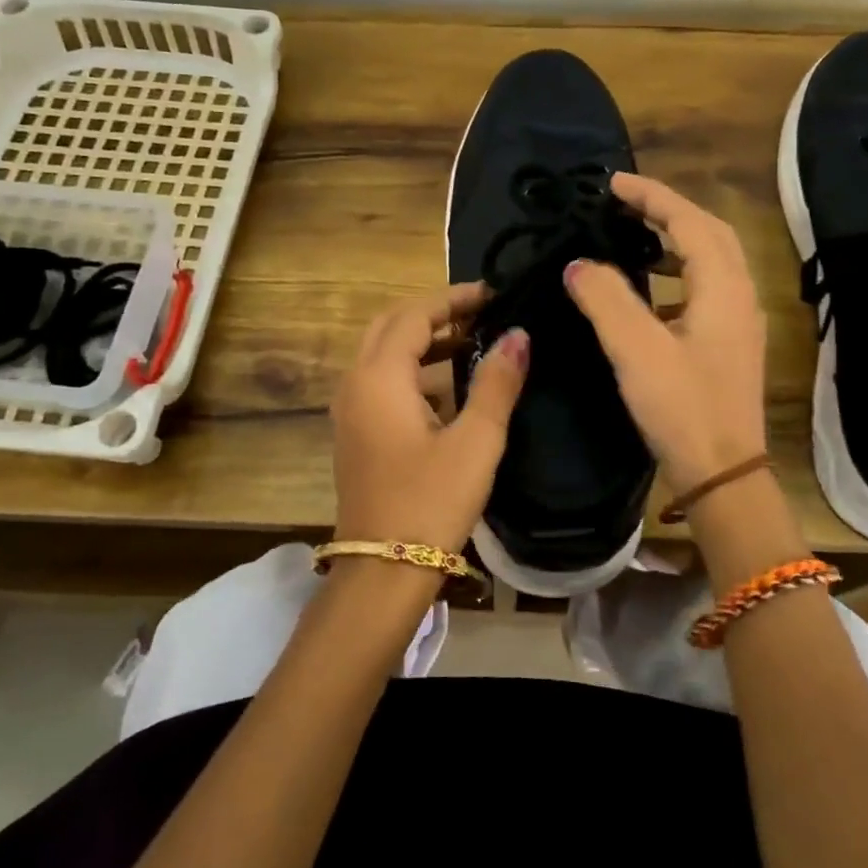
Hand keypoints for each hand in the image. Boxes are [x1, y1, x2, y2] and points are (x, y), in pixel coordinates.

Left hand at [330, 283, 529, 554]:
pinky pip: (381, 381)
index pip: (414, 315)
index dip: (454, 299)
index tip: (494, 295)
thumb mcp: (476, 440)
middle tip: (481, 313)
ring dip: (423, 341)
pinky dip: (412, 369)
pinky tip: (448, 386)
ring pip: (383, 354)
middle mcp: (355, 384)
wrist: (383, 572)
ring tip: (472, 342)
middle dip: (435, 313)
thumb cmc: (432, 502)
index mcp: (379, 377)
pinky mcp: (355, 433)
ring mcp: (350, 410)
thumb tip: (518, 335)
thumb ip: (496, 383)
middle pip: (391, 326)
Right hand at [565, 173, 767, 491]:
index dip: (651, 196)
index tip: (612, 183)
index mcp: (723, 287)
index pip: (689, 221)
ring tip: (634, 238)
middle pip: (709, 233)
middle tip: (624, 204)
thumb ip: (606, 299)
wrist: (724, 473)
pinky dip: (677, 276)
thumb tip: (579, 263)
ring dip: (675, 242)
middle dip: (668, 211)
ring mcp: (739, 322)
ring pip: (710, 262)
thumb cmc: (682, 408)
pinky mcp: (730, 345)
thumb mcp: (636, 350)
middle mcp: (739, 296)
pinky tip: (648, 294)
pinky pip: (705, 290)